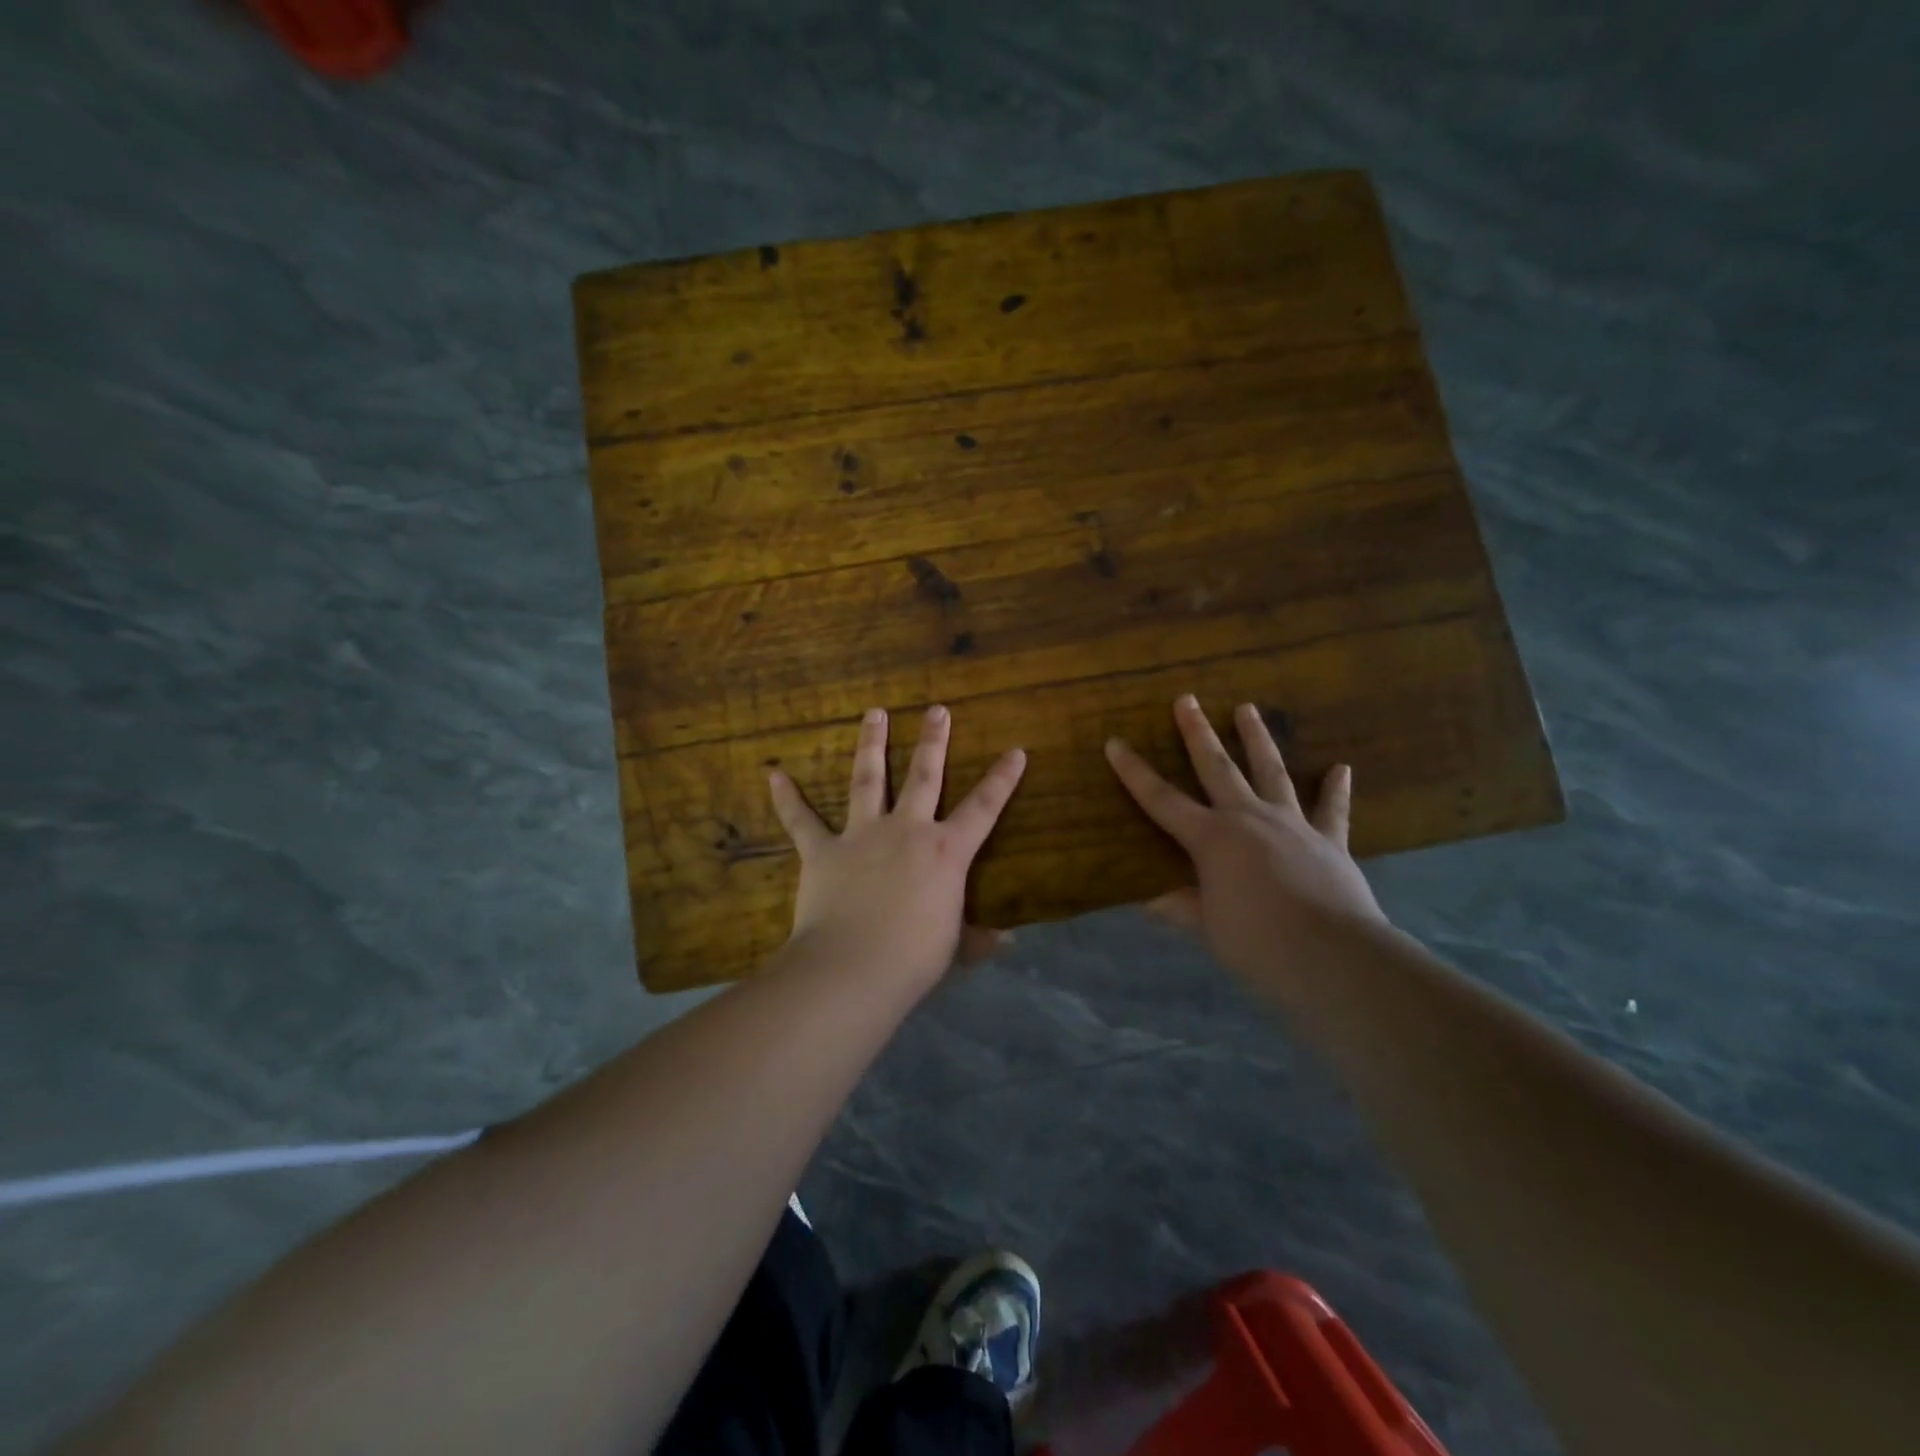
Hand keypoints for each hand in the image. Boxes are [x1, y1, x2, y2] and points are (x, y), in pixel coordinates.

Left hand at [768, 705, 1026, 988]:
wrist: (853, 968)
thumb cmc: (914, 959)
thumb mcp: (955, 948)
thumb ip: (979, 938)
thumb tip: (1008, 941)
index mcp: (946, 852)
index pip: (983, 808)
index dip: (1002, 779)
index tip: (1015, 751)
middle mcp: (906, 830)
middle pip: (923, 776)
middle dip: (933, 741)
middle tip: (936, 710)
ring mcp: (862, 835)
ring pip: (868, 778)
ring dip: (871, 743)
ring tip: (873, 713)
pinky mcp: (822, 851)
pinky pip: (801, 820)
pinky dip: (788, 798)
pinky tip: (774, 774)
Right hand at [1104, 695, 1385, 986]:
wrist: (1332, 954)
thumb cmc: (1258, 941)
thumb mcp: (1209, 927)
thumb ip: (1182, 907)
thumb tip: (1151, 902)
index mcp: (1211, 838)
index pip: (1161, 799)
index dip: (1135, 772)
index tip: (1115, 743)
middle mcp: (1248, 818)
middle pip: (1217, 767)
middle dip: (1197, 732)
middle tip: (1187, 699)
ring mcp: (1291, 824)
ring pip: (1271, 771)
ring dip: (1258, 738)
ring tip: (1248, 708)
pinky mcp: (1329, 840)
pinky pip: (1332, 809)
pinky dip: (1336, 788)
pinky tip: (1342, 768)